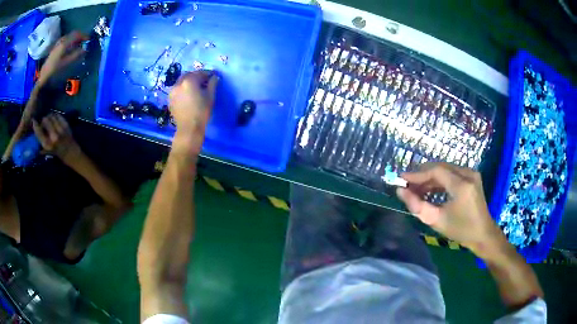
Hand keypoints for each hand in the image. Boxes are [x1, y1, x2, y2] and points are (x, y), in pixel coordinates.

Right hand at [32, 114, 81, 163]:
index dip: (35, 124)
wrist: (72, 154)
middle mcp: (53, 136)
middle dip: (43, 120)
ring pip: (52, 116)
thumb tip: (33, 142)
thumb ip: (41, 147)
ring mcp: (60, 129)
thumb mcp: (49, 153)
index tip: (33, 120)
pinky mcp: (66, 125)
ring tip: (49, 120)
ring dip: (49, 116)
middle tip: (43, 122)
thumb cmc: (59, 154)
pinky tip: (54, 119)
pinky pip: (58, 115)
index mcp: (48, 145)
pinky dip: (55, 115)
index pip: (38, 131)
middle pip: (45, 120)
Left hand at [38, 31, 87, 86]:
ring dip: (74, 39)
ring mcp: (58, 44)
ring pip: (68, 37)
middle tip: (84, 41)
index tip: (89, 40)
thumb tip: (85, 49)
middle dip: (79, 36)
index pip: (77, 35)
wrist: (43, 77)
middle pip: (73, 34)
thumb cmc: (55, 71)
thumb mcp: (67, 63)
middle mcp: (62, 41)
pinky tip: (69, 48)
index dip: (84, 36)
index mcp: (65, 43)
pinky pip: (64, 41)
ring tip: (77, 45)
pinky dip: (69, 42)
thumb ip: (76, 55)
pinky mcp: (55, 48)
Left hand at [168, 70, 218, 154]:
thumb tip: (215, 77)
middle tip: (204, 81)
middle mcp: (178, 83)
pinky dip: (183, 89)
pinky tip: (188, 95)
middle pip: (189, 75)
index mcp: (189, 81)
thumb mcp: (210, 96)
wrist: (189, 129)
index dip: (208, 74)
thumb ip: (213, 84)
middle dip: (197, 76)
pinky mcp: (170, 99)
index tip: (214, 76)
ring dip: (189, 82)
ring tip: (196, 88)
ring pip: (181, 81)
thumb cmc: (201, 112)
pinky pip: (177, 89)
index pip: (200, 73)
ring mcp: (172, 91)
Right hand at [396, 162, 501, 255]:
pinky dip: (439, 179)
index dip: (417, 174)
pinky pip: (452, 173)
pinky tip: (430, 188)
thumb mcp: (437, 221)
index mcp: (462, 185)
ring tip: (417, 188)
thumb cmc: (460, 230)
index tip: (402, 178)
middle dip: (422, 174)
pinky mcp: (472, 176)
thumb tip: (401, 191)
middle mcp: (468, 173)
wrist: (483, 234)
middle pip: (440, 167)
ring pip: (445, 169)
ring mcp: (471, 173)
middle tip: (408, 184)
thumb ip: (417, 206)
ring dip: (430, 177)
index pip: (436, 171)